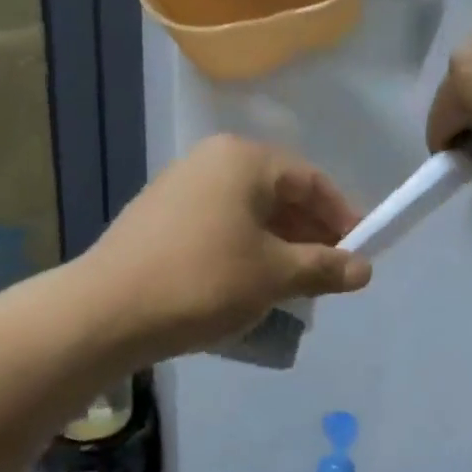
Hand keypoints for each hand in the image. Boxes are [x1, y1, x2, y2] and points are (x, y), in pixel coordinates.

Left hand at [84, 135, 372, 359]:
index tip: (360, 253)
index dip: (343, 217)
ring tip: (295, 285)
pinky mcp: (159, 218)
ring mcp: (179, 187)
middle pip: (278, 194)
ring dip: (278, 246)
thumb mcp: (274, 275)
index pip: (311, 180)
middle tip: (329, 274)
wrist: (107, 311)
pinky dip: (244, 251)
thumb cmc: (203, 282)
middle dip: (310, 234)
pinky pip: (219, 227)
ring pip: (248, 213)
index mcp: (243, 160)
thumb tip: (364, 269)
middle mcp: (210, 161)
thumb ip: (324, 267)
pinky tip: (249, 285)